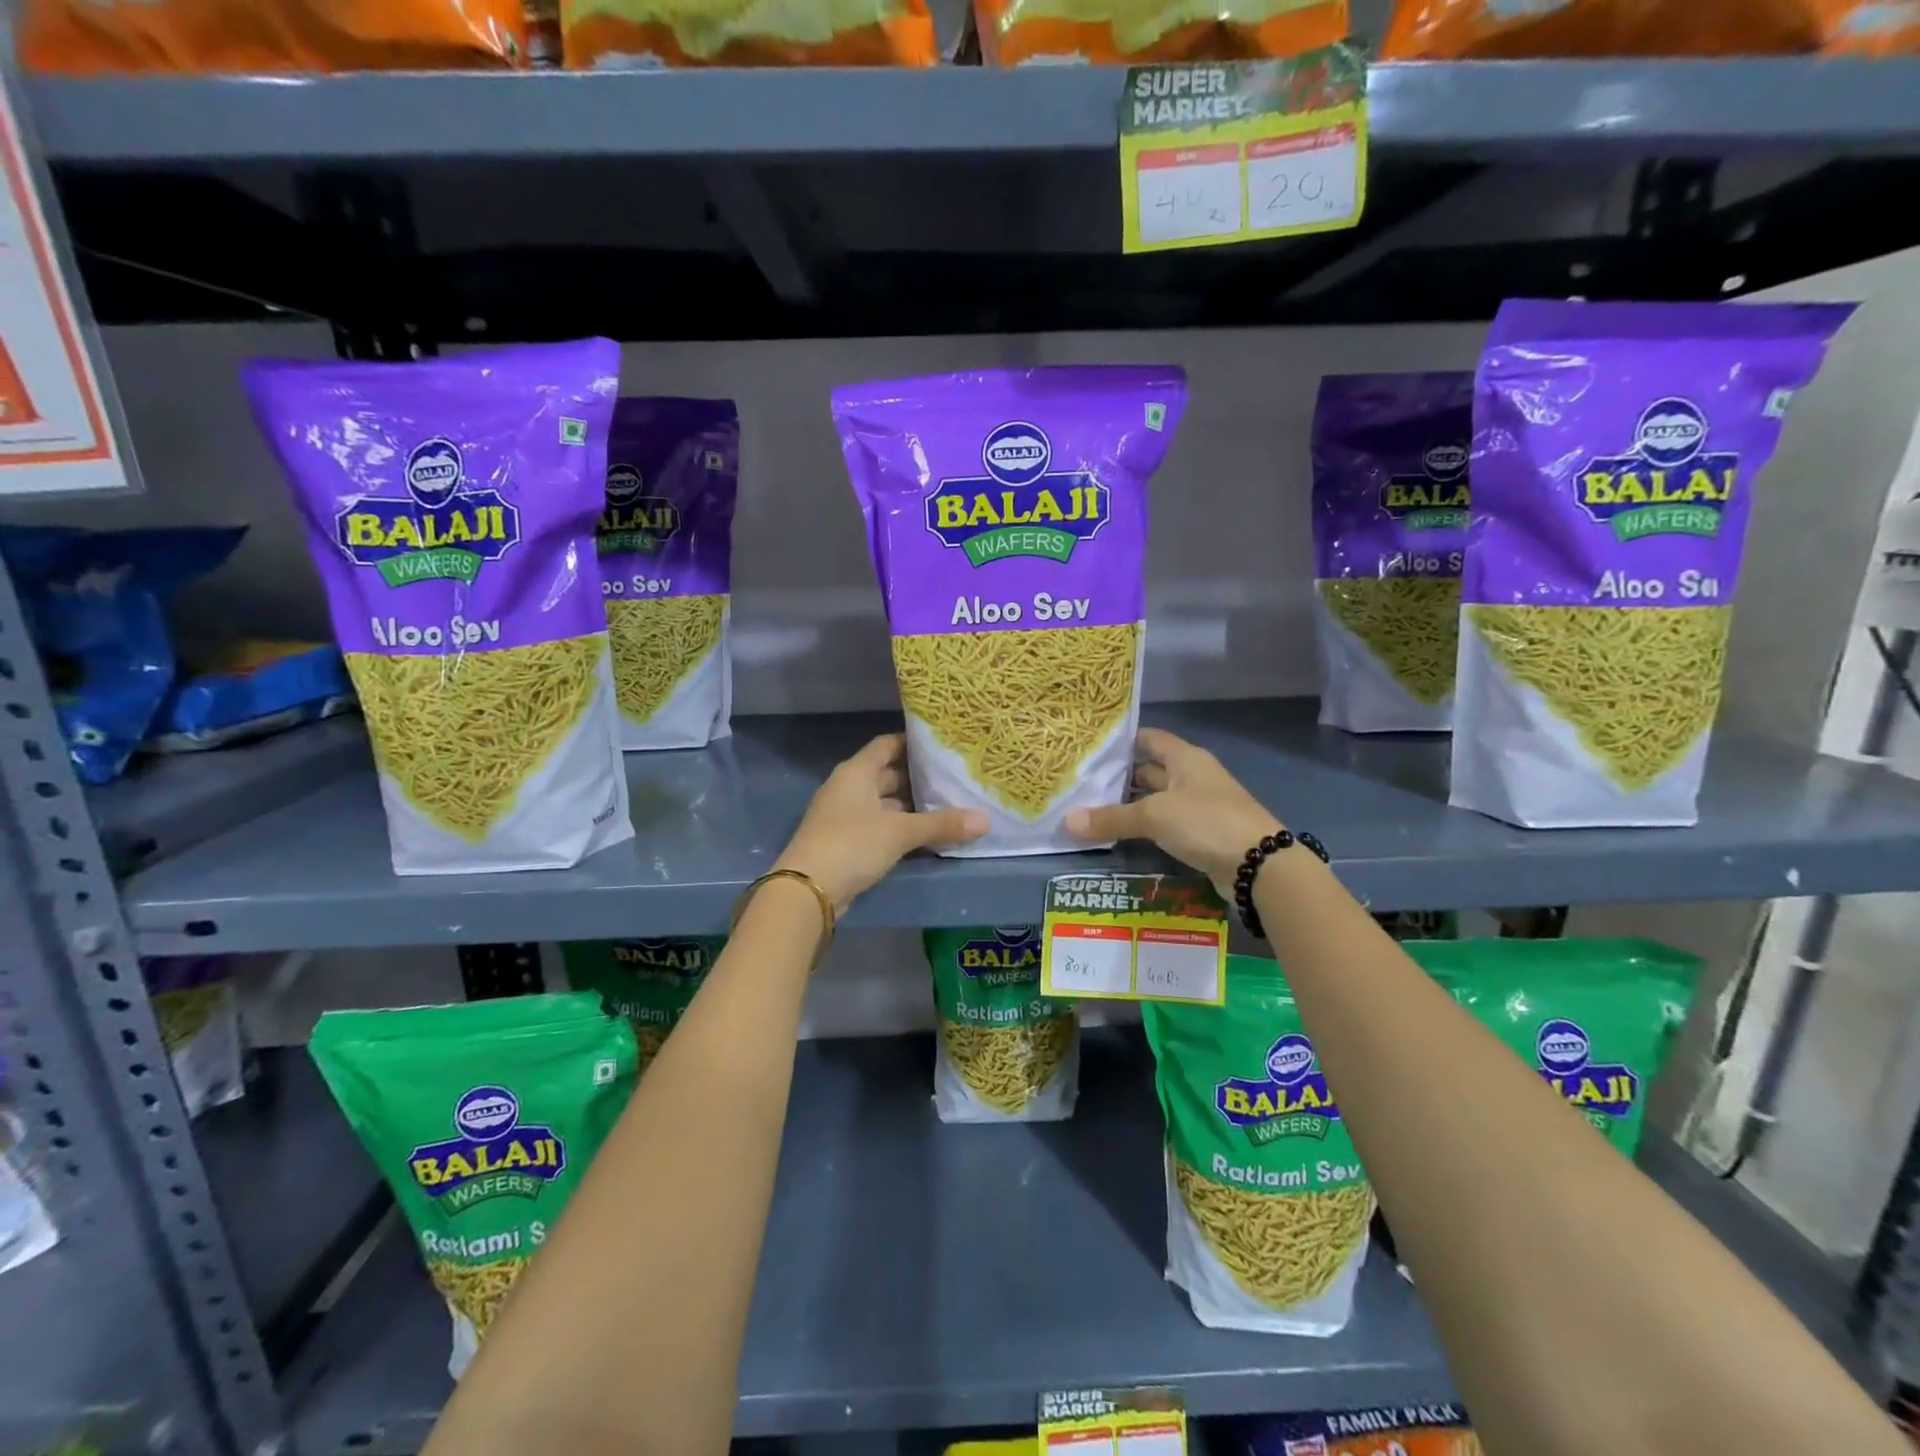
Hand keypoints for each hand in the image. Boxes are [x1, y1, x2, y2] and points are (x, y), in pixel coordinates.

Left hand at [775, 734, 986, 910]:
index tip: (941, 745)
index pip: (886, 744)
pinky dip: (898, 827)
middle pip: (886, 773)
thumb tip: (986, 820)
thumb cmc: (852, 844)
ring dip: (909, 805)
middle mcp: (848, 788)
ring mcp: (843, 816)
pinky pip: (878, 826)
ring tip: (946, 805)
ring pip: (883, 803)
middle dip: (917, 777)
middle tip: (953, 777)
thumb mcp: (900, 832)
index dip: (912, 742)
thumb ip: (942, 824)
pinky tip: (924, 835)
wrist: (807, 890)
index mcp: (856, 772)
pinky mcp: (845, 842)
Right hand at [1065, 728, 1281, 897]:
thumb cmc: (1206, 822)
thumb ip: (1111, 818)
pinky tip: (1118, 836)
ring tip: (1090, 810)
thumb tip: (1066, 822)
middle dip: (1119, 777)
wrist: (1260, 865)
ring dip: (1129, 806)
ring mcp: (1198, 806)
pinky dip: (1143, 828)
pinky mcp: (1200, 835)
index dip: (1122, 741)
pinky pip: (1164, 825)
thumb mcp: (1154, 816)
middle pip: (1150, 770)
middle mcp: (1192, 777)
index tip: (1090, 748)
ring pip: (1155, 800)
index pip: (1149, 739)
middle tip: (1081, 784)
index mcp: (1185, 759)